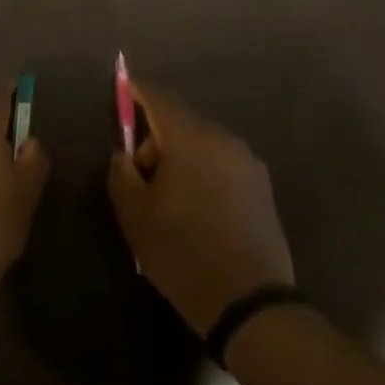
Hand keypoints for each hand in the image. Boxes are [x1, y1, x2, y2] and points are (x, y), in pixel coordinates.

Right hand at [107, 81, 293, 333]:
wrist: (249, 301)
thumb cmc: (182, 252)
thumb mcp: (135, 215)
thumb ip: (122, 174)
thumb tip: (126, 155)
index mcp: (190, 139)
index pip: (159, 98)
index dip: (138, 89)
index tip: (124, 83)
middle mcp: (223, 140)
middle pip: (182, 122)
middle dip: (157, 138)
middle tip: (141, 177)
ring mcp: (248, 163)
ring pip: (203, 143)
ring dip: (181, 157)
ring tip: (169, 199)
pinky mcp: (262, 187)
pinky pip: (222, 164)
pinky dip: (203, 171)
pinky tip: (197, 209)